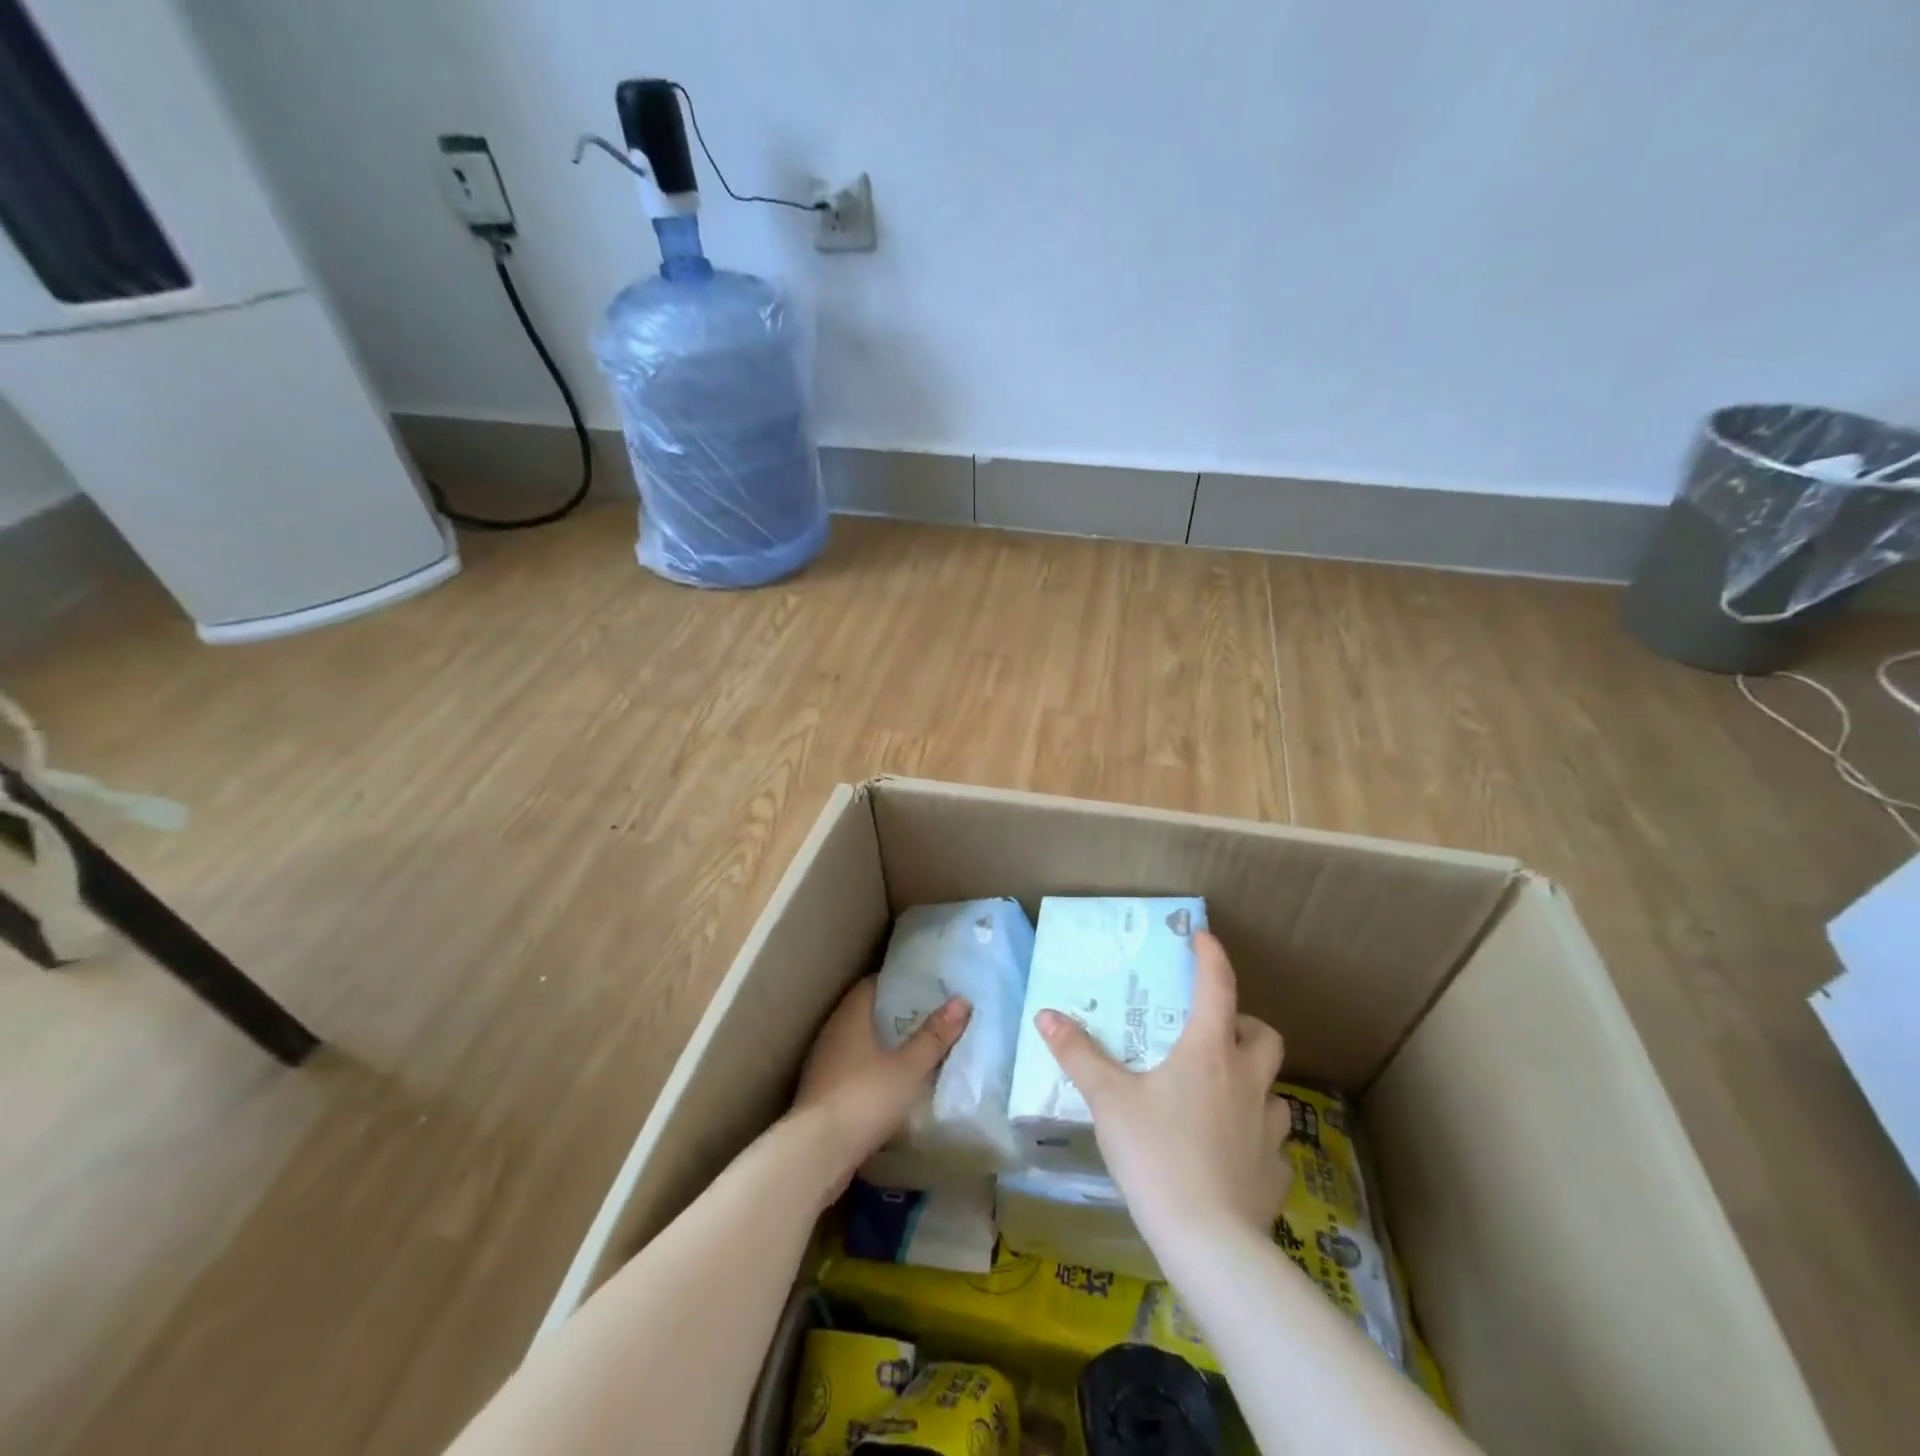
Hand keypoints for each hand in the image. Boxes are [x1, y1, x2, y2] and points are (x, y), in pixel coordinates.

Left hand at [791, 977, 970, 1196]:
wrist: (816, 1154)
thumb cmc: (865, 1098)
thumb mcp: (908, 1068)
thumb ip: (934, 1037)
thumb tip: (962, 1001)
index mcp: (849, 1017)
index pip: (871, 985)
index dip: (896, 983)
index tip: (923, 986)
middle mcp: (832, 1034)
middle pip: (864, 1013)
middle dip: (893, 1015)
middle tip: (926, 1017)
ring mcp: (822, 1065)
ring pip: (856, 1044)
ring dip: (880, 1046)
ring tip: (913, 1051)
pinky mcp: (820, 1095)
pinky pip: (850, 1071)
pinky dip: (870, 1072)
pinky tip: (890, 1085)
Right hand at [1035, 931, 1290, 1250]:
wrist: (1208, 1242)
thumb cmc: (1156, 1153)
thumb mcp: (1108, 1099)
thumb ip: (1077, 1054)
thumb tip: (1045, 1014)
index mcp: (1209, 1053)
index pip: (1218, 987)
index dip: (1211, 956)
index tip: (1201, 937)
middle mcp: (1247, 1082)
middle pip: (1265, 1035)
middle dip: (1245, 1023)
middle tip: (1216, 1031)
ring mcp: (1268, 1129)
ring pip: (1275, 1089)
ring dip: (1254, 1081)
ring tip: (1225, 1093)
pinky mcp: (1276, 1174)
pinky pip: (1273, 1144)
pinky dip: (1257, 1137)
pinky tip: (1234, 1152)